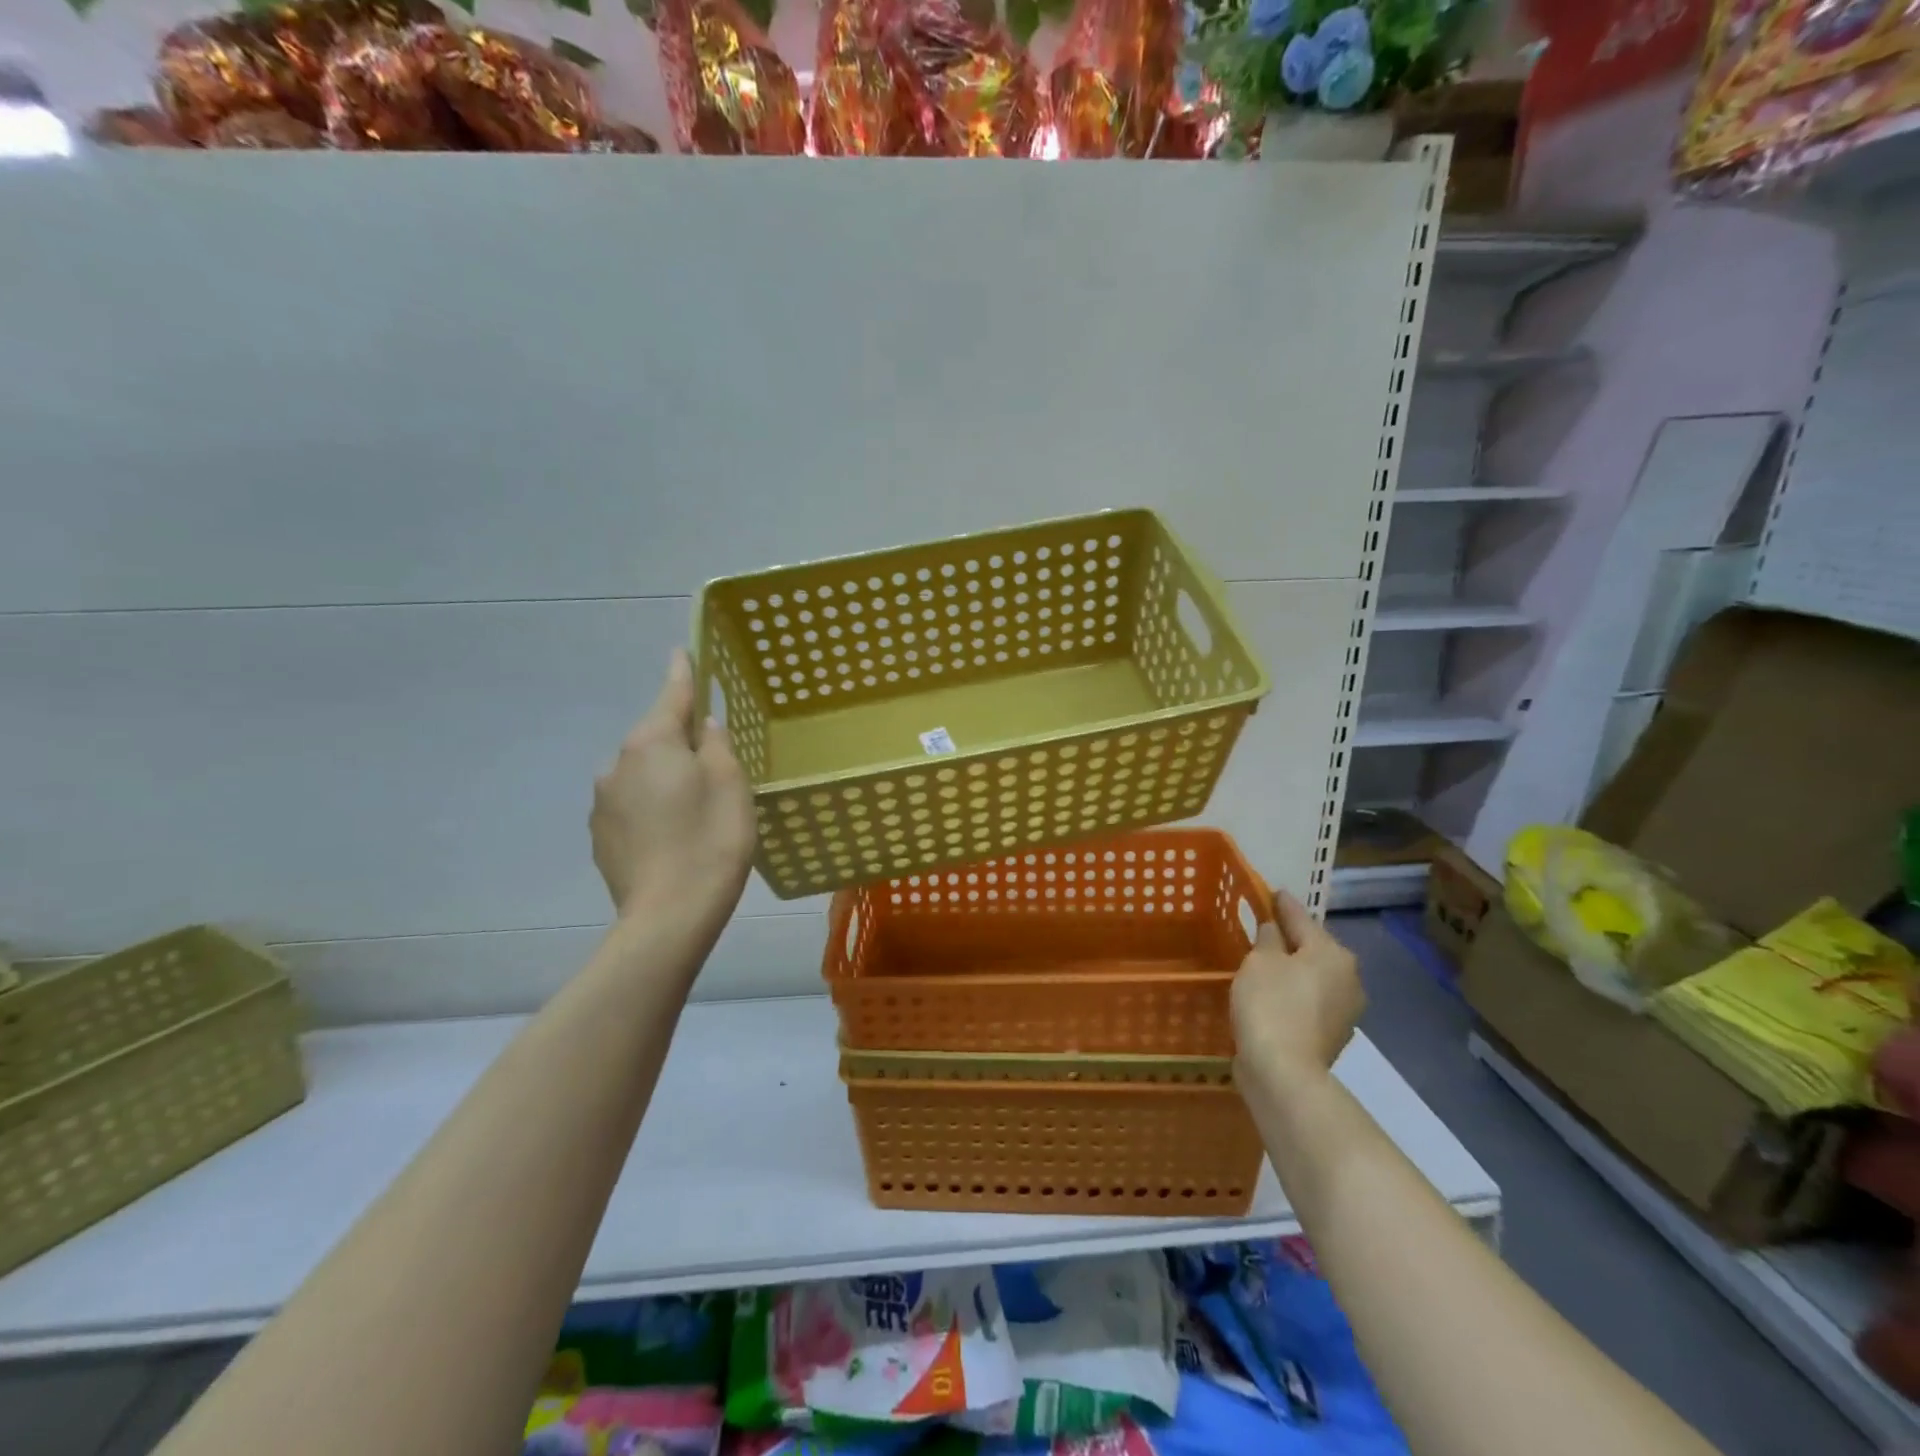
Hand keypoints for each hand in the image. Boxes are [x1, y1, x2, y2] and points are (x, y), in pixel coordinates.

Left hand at [591, 651, 755, 926]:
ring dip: (664, 779)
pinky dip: (651, 810)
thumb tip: (701, 726)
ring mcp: (602, 802)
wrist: (670, 915)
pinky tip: (672, 837)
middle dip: (678, 742)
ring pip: (641, 775)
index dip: (682, 674)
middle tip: (713, 767)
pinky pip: (631, 807)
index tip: (680, 652)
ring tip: (694, 812)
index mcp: (651, 743)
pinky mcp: (600, 837)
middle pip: (655, 739)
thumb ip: (716, 744)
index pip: (671, 695)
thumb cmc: (712, 839)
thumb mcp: (731, 783)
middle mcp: (617, 764)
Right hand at [1231, 890, 1364, 1089]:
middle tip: (1263, 930)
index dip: (1281, 903)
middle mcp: (1349, 978)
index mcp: (1333, 953)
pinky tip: (1272, 997)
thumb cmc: (1270, 1003)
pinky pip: (1309, 1002)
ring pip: (1313, 977)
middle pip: (1313, 948)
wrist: (1284, 1072)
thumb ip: (1268, 937)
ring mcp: (1345, 1011)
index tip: (1271, 892)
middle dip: (1290, 940)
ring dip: (1292, 970)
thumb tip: (1275, 930)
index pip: (1301, 917)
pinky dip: (1293, 995)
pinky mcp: (1332, 1036)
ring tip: (1263, 965)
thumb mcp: (1259, 960)